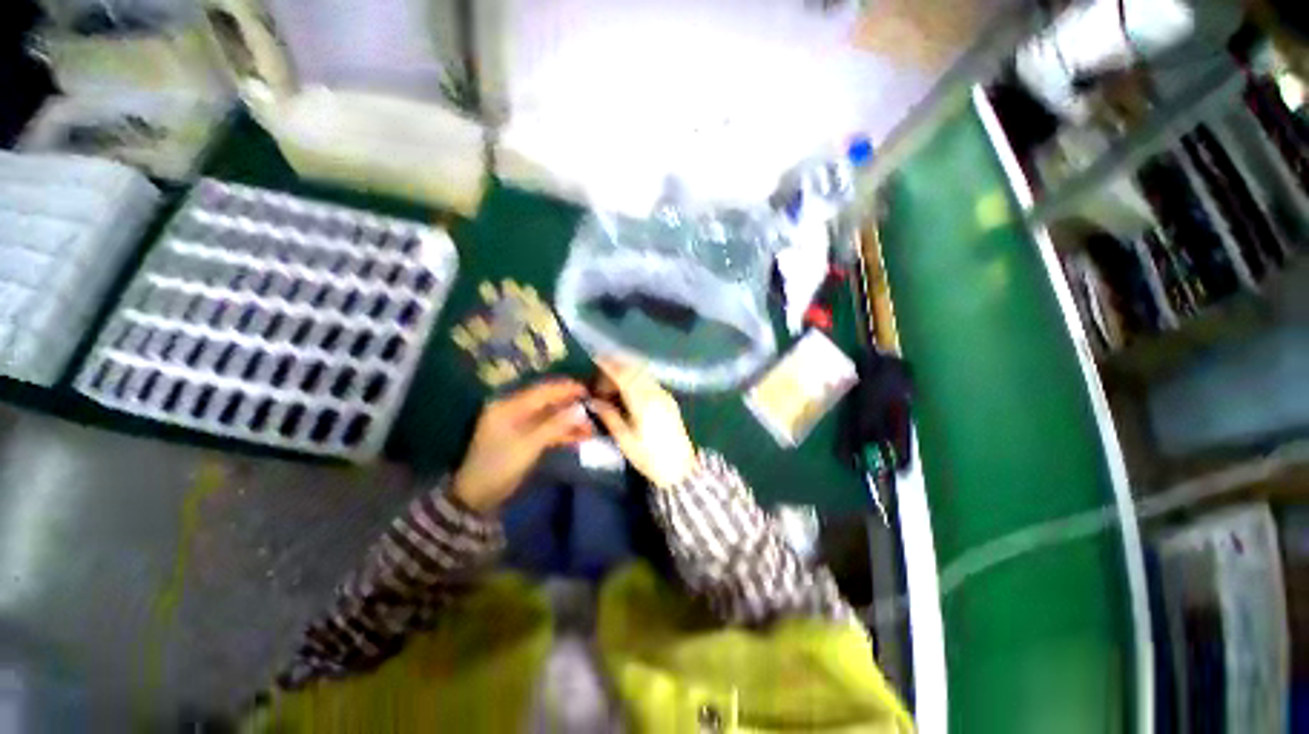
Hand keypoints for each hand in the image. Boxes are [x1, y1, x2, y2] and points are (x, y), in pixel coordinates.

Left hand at [452, 380, 592, 513]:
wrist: (477, 496)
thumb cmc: (499, 466)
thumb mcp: (529, 445)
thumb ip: (555, 425)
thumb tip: (581, 409)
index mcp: (508, 407)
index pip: (541, 392)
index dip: (565, 389)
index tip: (587, 390)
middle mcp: (513, 410)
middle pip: (547, 403)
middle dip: (570, 406)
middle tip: (593, 409)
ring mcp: (518, 425)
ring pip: (550, 417)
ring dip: (569, 422)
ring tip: (591, 428)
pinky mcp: (524, 438)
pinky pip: (547, 429)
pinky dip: (562, 433)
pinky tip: (580, 437)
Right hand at [589, 358, 697, 488]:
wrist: (681, 469)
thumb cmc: (649, 457)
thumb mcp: (625, 440)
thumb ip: (609, 417)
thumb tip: (593, 401)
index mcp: (643, 402)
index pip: (625, 375)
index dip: (609, 365)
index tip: (596, 359)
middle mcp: (656, 393)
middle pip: (635, 369)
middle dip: (617, 365)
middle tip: (600, 372)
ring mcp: (665, 395)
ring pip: (644, 373)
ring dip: (628, 371)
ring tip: (612, 380)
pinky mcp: (669, 400)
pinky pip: (650, 380)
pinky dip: (637, 377)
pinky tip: (628, 388)